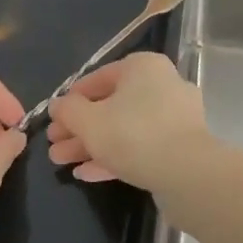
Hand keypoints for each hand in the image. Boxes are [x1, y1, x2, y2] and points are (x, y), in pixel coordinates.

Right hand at [47, 52, 209, 189]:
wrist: (188, 173)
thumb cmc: (134, 134)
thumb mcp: (89, 121)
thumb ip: (68, 110)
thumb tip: (58, 104)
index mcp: (143, 68)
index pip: (99, 77)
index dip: (72, 99)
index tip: (54, 118)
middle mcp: (163, 85)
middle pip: (111, 105)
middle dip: (79, 128)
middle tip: (54, 145)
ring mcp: (174, 117)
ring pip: (124, 128)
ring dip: (92, 145)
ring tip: (62, 162)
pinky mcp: (180, 146)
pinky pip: (141, 147)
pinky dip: (114, 157)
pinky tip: (86, 174)